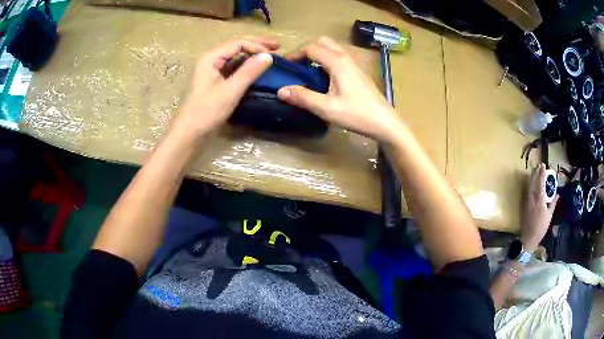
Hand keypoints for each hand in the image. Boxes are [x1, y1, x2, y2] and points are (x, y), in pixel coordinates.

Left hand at [171, 37, 278, 142]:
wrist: (190, 132)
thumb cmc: (207, 111)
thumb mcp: (230, 91)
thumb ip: (249, 72)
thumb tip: (268, 56)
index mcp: (211, 57)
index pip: (238, 43)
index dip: (257, 45)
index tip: (275, 53)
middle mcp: (211, 59)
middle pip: (236, 45)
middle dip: (257, 45)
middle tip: (277, 46)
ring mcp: (213, 69)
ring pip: (236, 55)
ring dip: (253, 53)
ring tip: (270, 55)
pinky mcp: (216, 80)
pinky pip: (233, 66)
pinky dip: (247, 64)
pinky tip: (257, 67)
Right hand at [277, 37, 403, 142]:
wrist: (384, 122)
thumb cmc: (356, 114)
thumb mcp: (326, 108)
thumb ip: (303, 97)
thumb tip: (281, 90)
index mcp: (337, 61)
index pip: (310, 47)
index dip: (294, 54)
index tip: (284, 66)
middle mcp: (346, 56)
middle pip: (322, 42)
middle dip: (306, 50)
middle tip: (296, 66)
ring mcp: (354, 62)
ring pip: (331, 48)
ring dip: (317, 54)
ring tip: (307, 71)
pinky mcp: (358, 70)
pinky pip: (338, 56)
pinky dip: (326, 59)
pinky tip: (323, 77)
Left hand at [520, 164, 558, 251]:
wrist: (528, 239)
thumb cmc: (541, 228)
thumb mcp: (549, 216)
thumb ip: (553, 203)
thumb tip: (557, 194)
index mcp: (539, 200)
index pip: (540, 182)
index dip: (542, 173)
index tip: (543, 165)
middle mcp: (532, 198)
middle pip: (533, 181)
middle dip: (536, 172)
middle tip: (539, 166)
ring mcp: (526, 202)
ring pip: (529, 186)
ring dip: (532, 177)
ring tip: (536, 172)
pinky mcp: (523, 206)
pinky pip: (527, 192)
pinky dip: (530, 185)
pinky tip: (532, 183)